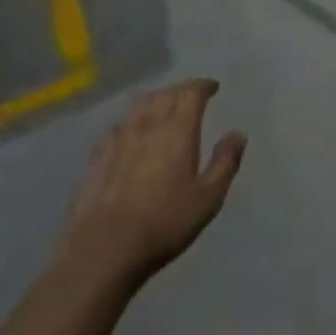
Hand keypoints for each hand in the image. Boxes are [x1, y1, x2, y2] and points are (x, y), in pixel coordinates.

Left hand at [56, 79, 246, 290]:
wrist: (103, 248)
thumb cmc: (163, 223)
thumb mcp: (207, 199)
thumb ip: (225, 163)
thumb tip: (238, 134)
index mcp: (178, 129)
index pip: (191, 92)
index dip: (203, 86)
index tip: (212, 88)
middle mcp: (149, 123)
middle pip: (166, 93)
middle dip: (181, 90)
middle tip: (190, 97)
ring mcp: (119, 137)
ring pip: (139, 105)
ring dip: (155, 100)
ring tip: (162, 107)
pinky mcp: (97, 155)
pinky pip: (118, 126)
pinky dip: (130, 122)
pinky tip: (129, 133)